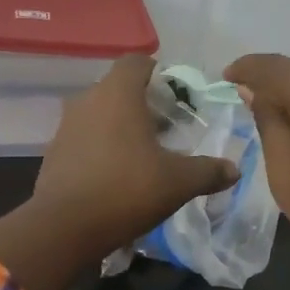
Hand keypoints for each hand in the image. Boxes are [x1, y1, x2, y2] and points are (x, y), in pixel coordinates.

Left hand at [32, 55, 238, 255]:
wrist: (64, 228)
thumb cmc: (126, 190)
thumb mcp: (178, 182)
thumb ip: (208, 171)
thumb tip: (234, 170)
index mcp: (118, 94)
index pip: (136, 62)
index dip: (158, 72)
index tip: (176, 97)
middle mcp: (88, 100)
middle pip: (118, 88)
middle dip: (143, 103)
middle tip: (167, 129)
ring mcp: (66, 126)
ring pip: (99, 113)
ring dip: (120, 126)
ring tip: (144, 153)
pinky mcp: (54, 153)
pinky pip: (84, 138)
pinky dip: (101, 146)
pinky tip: (116, 174)